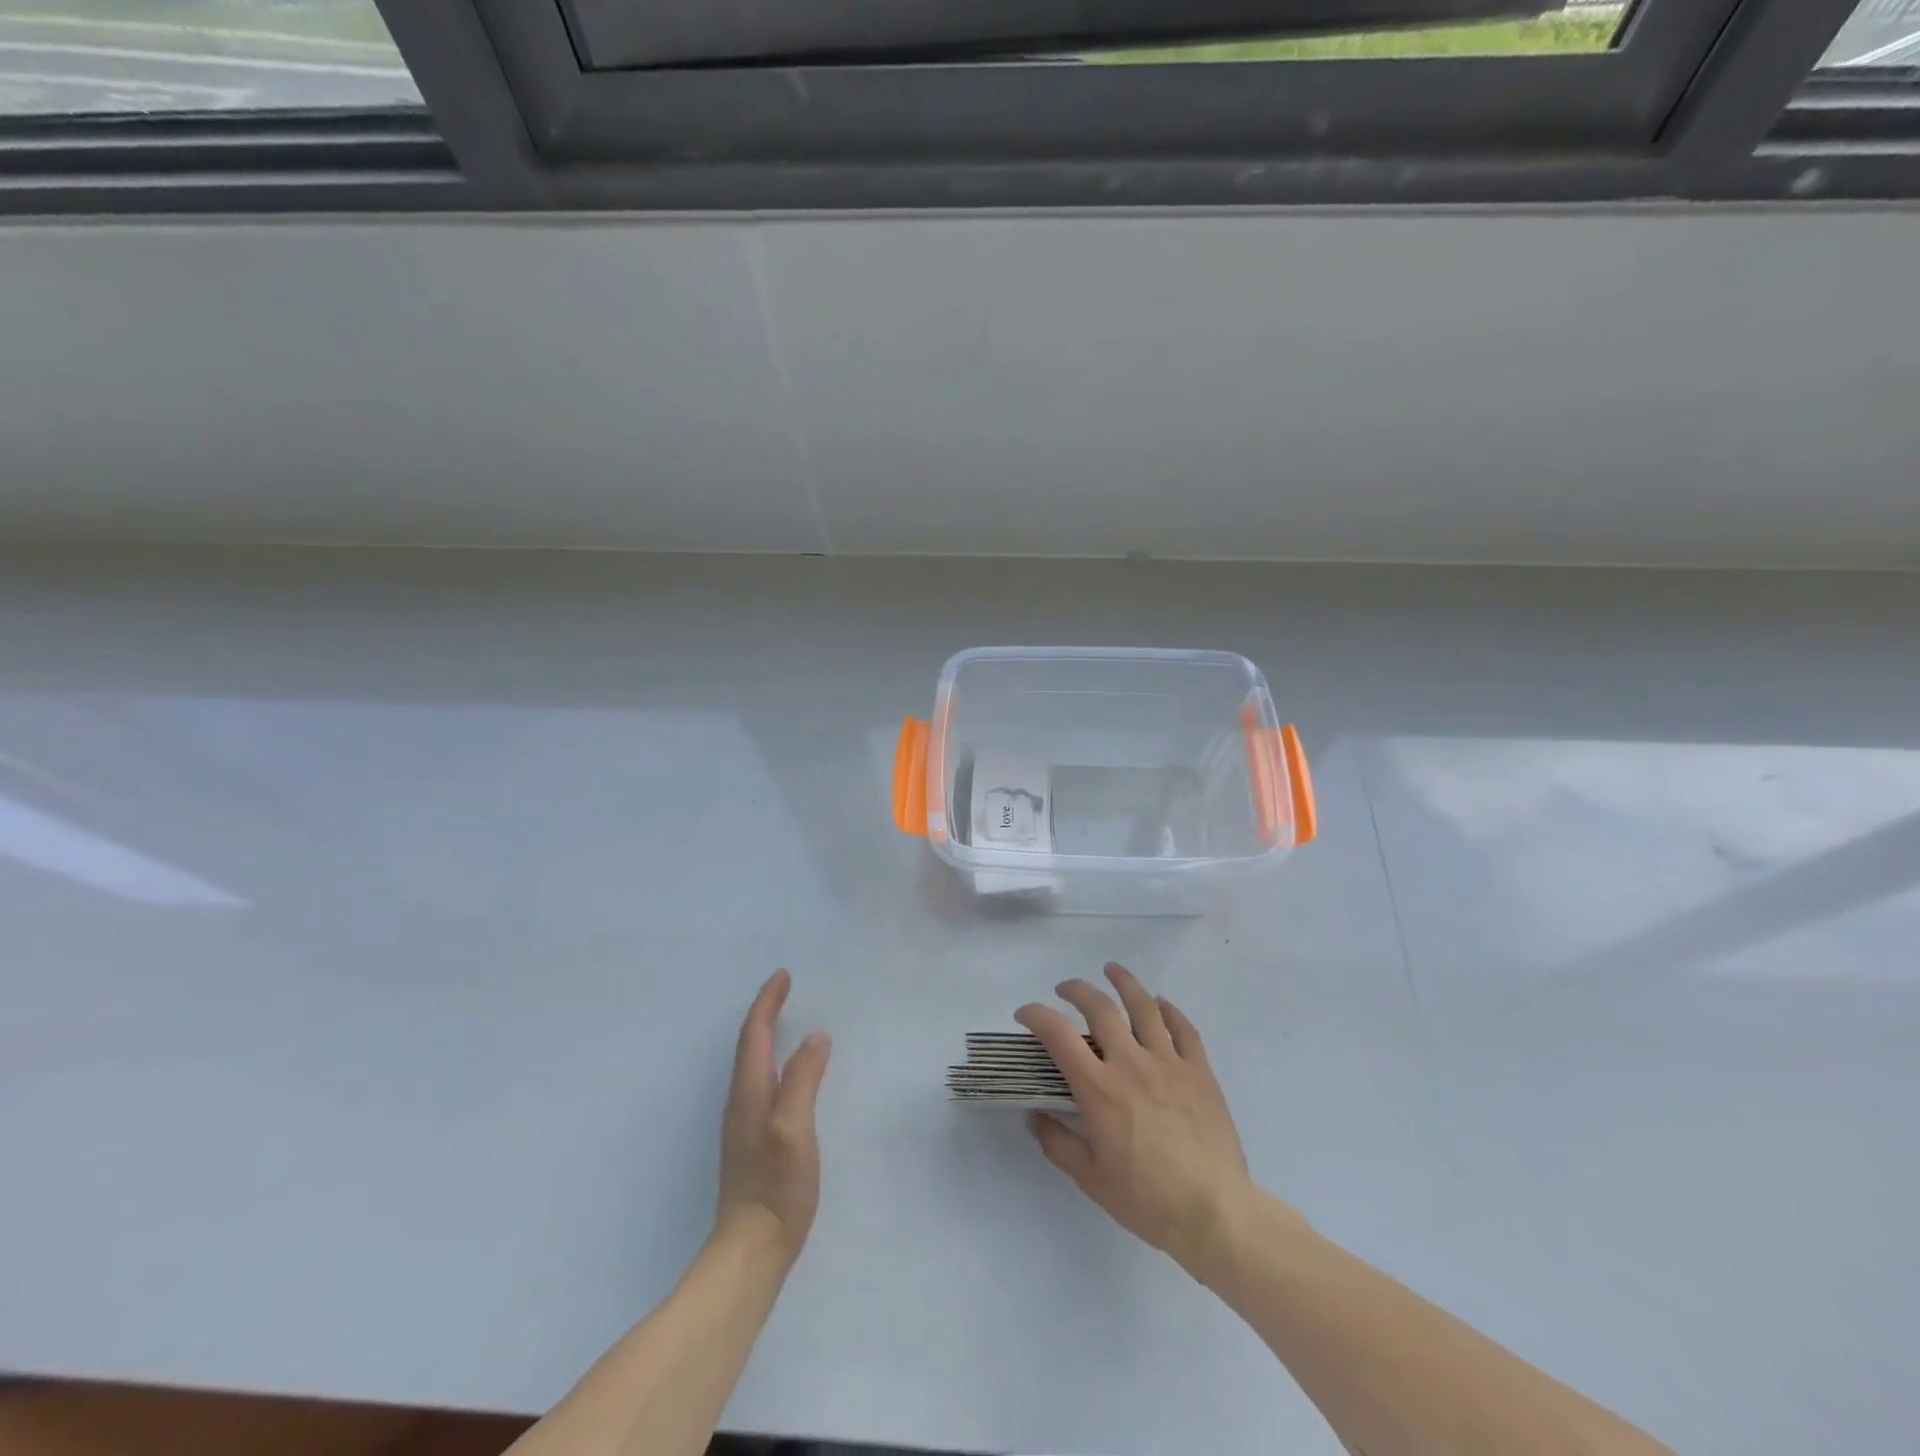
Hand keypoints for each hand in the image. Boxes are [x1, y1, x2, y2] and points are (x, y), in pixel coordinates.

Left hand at [716, 970, 830, 1263]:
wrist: (750, 1251)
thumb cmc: (775, 1186)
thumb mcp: (794, 1127)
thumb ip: (803, 1079)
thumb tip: (816, 1037)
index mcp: (750, 1092)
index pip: (756, 1034)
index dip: (768, 1002)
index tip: (784, 975)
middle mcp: (741, 1101)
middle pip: (749, 1045)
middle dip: (765, 1012)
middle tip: (785, 990)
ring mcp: (744, 1123)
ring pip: (752, 1064)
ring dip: (765, 1035)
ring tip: (784, 1019)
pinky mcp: (752, 1142)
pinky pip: (760, 1082)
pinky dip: (771, 1060)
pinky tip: (786, 1072)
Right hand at [1017, 963, 1271, 1278]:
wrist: (1214, 1214)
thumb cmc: (1147, 1200)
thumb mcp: (1090, 1178)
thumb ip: (1057, 1142)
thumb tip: (1034, 1115)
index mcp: (1100, 1089)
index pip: (1058, 1035)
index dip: (1036, 1016)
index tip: (1025, 1014)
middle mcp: (1131, 1064)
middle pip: (1099, 1007)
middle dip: (1076, 990)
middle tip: (1064, 989)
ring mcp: (1169, 1063)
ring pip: (1144, 1006)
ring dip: (1124, 982)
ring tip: (1112, 970)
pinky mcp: (1200, 1071)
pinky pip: (1183, 1029)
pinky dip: (1169, 1010)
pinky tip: (1160, 1004)